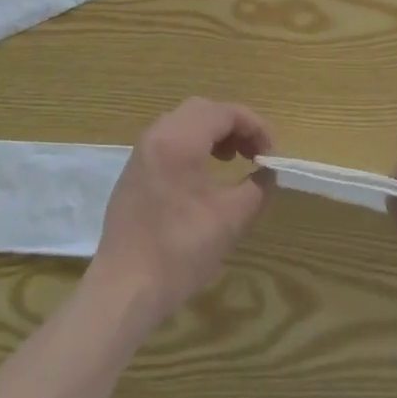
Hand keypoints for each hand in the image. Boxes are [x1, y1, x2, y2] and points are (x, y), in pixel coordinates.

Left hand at [88, 98, 274, 331]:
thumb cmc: (180, 250)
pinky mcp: (134, 170)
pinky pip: (169, 140)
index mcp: (179, 139)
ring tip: (231, 160)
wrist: (125, 287)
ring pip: (184, 122)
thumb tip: (267, 173)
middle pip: (202, 110)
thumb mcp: (231, 219)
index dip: (255, 127)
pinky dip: (192, 145)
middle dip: (233, 125)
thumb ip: (257, 188)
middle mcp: (157, 135)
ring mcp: (141, 151)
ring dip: (212, 133)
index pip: (224, 112)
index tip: (271, 154)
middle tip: (253, 153)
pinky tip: (203, 176)